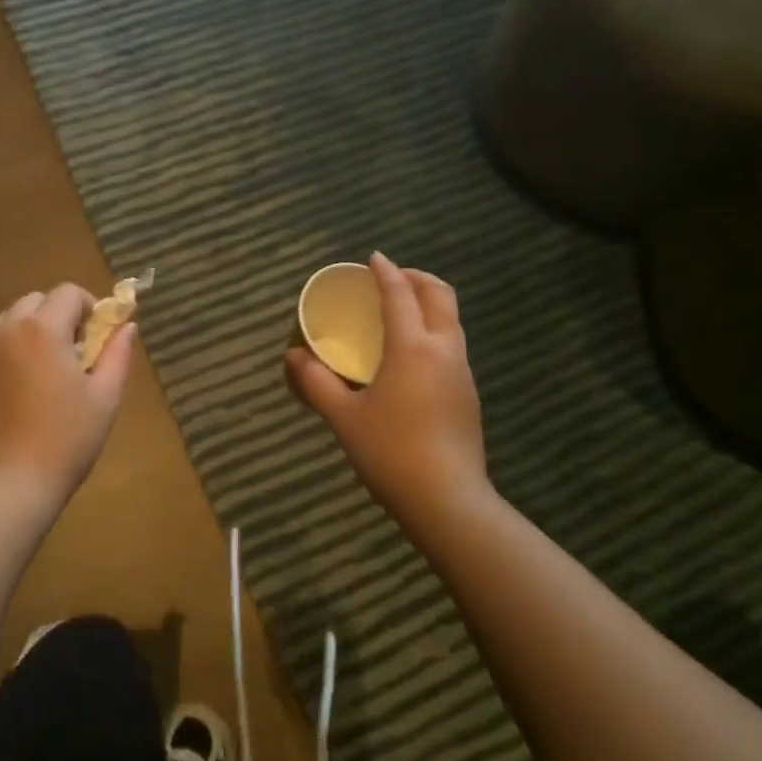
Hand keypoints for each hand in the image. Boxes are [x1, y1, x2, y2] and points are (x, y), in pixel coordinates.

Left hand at [0, 283, 135, 504]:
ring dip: (31, 330)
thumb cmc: (66, 438)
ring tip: (45, 367)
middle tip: (76, 353)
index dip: (89, 307)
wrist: (9, 482)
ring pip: (9, 320)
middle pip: (36, 301)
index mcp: (43, 329)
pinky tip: (16, 381)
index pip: (68, 292)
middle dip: (59, 315)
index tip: (99, 337)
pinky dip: (4, 350)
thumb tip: (127, 326)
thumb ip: (117, 354)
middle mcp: (8, 330)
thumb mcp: (105, 396)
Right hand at [287, 253, 488, 525]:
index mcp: (412, 348)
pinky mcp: (468, 395)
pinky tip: (411, 353)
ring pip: (451, 320)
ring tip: (400, 310)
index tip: (373, 258)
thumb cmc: (391, 453)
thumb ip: (316, 382)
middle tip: (391, 278)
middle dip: (417, 278)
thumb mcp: (344, 417)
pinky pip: (452, 344)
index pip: (400, 295)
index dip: (386, 272)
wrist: (448, 502)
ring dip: (429, 303)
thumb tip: (293, 356)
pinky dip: (434, 329)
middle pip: (440, 296)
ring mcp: (461, 373)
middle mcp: (444, 351)